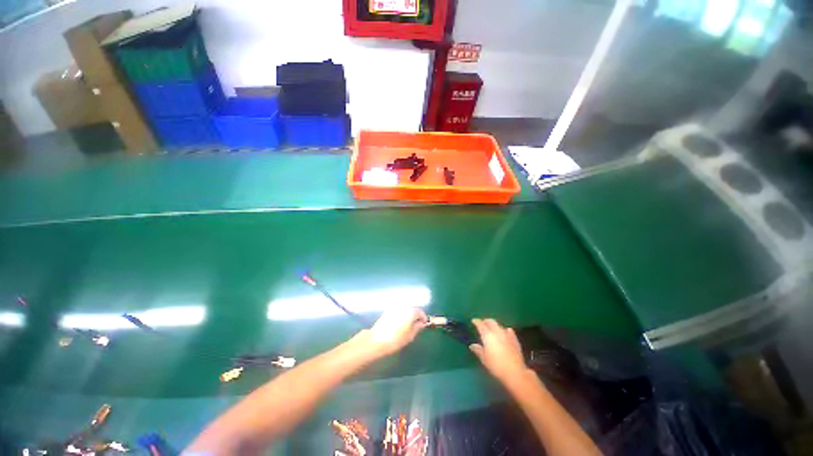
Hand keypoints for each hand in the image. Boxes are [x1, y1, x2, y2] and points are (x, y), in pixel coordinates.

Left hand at [362, 307, 427, 356]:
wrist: (377, 340)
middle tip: (417, 325)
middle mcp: (403, 306)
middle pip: (413, 309)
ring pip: (405, 310)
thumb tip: (421, 323)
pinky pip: (398, 311)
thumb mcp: (410, 335)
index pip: (421, 312)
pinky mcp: (388, 311)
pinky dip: (401, 315)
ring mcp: (395, 308)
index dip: (424, 318)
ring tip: (408, 325)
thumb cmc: (396, 339)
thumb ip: (417, 327)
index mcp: (410, 311)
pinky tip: (400, 324)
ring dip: (408, 315)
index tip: (424, 325)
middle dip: (416, 316)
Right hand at [469, 319, 528, 383]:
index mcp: (487, 335)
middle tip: (482, 323)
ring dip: (494, 325)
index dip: (476, 322)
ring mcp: (507, 334)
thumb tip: (472, 345)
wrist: (515, 372)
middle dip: (486, 321)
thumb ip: (478, 350)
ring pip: (499, 325)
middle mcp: (497, 331)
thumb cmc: (496, 366)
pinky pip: (508, 330)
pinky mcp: (515, 339)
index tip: (473, 321)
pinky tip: (505, 333)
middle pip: (491, 321)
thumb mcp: (484, 359)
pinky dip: (504, 330)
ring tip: (492, 329)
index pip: (480, 324)